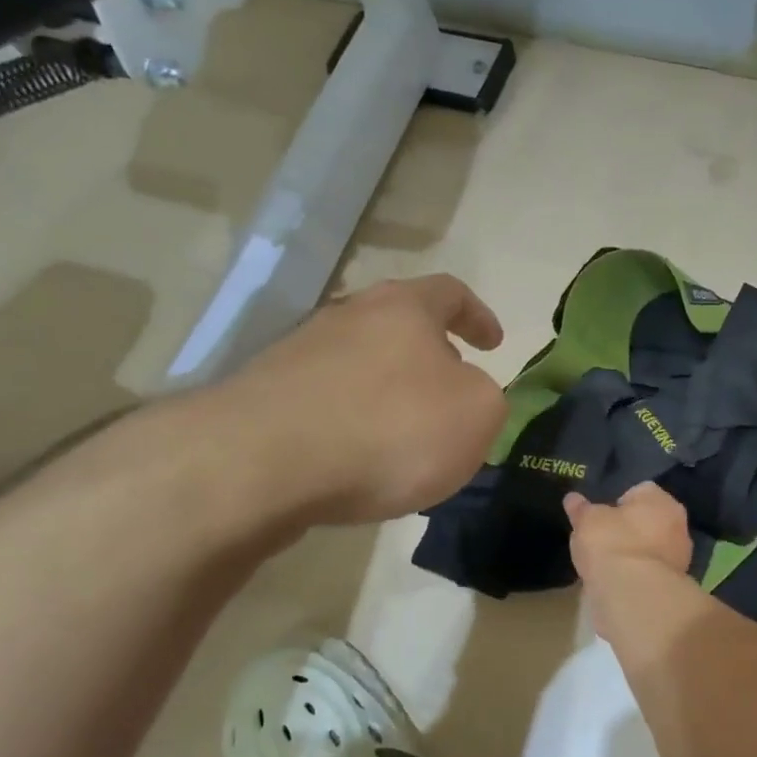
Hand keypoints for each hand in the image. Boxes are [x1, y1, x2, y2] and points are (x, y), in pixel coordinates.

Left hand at [210, 275, 507, 525]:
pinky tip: (357, 463)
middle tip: (449, 395)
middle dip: (429, 357)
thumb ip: (486, 398)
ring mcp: (297, 354)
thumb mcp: (476, 415)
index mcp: (404, 307)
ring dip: (387, 394)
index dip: (478, 315)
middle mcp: (347, 316)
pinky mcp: (264, 397)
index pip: (450, 292)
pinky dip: (351, 425)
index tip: (493, 344)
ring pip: (359, 366)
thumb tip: (464, 394)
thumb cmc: (389, 428)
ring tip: (404, 442)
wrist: (263, 463)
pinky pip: (326, 403)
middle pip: (398, 326)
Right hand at [565, 482, 693, 581]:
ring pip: (651, 547)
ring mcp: (679, 556)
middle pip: (649, 520)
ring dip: (634, 552)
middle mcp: (678, 524)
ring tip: (607, 563)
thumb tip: (572, 499)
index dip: (617, 502)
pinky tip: (617, 580)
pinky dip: (636, 574)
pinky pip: (649, 570)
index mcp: (661, 500)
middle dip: (630, 527)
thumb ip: (581, 509)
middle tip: (603, 538)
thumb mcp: (587, 520)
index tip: (601, 516)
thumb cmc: (611, 543)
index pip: (640, 491)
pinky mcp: (673, 584)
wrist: (633, 594)